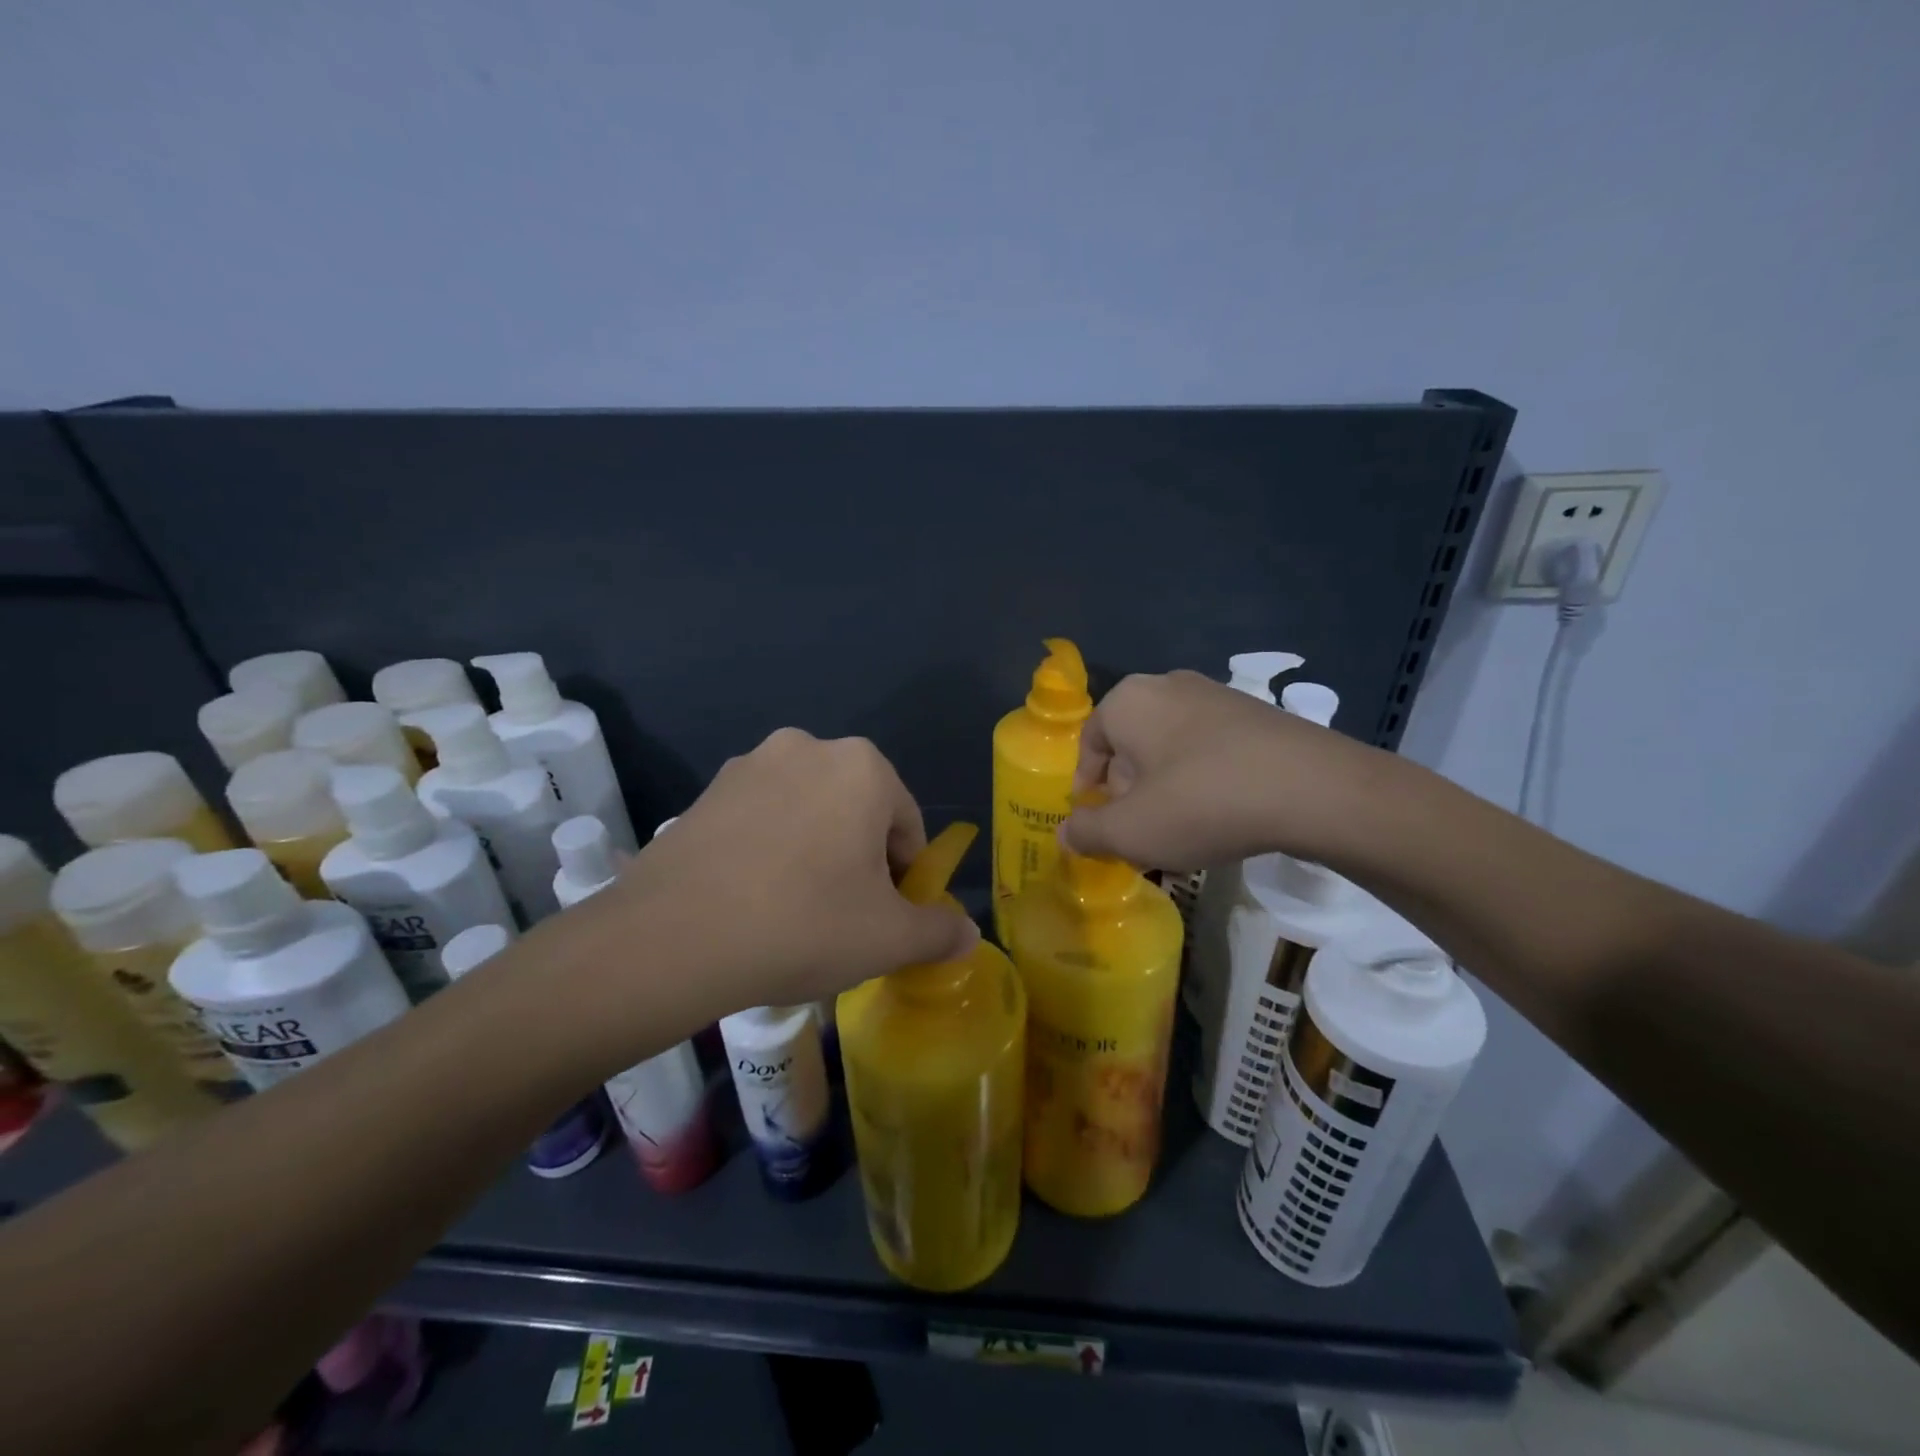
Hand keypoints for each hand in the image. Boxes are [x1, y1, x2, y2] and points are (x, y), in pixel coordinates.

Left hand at [600, 729, 978, 1014]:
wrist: (672, 938)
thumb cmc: (802, 925)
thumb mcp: (888, 939)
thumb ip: (939, 931)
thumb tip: (968, 936)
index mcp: (863, 767)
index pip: (907, 826)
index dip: (905, 878)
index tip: (884, 919)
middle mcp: (808, 747)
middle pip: (858, 813)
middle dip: (859, 862)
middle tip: (841, 919)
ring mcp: (750, 765)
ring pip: (808, 814)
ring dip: (814, 853)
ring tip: (792, 912)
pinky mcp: (706, 792)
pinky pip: (761, 820)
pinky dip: (770, 851)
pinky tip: (752, 899)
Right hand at [1060, 671, 1379, 871]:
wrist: (1314, 789)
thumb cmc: (1202, 803)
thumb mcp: (1131, 831)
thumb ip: (1087, 832)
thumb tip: (1066, 833)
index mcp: (1128, 701)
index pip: (1089, 742)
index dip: (1086, 786)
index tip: (1097, 821)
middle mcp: (1168, 685)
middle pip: (1130, 743)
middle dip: (1127, 788)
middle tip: (1138, 829)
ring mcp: (1217, 694)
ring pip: (1170, 746)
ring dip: (1165, 785)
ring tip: (1179, 827)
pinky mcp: (1257, 713)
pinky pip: (1210, 747)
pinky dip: (1203, 778)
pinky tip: (1220, 812)